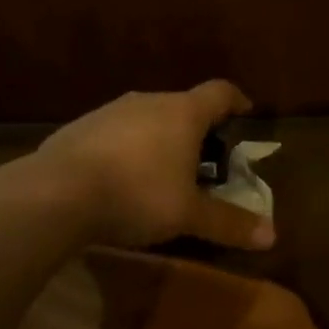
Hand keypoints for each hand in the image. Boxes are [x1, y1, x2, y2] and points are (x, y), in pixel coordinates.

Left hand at [36, 81, 274, 251]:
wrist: (56, 193)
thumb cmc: (137, 195)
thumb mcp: (188, 215)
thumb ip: (228, 222)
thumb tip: (271, 236)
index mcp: (183, 113)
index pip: (220, 92)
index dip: (236, 100)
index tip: (245, 112)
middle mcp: (149, 102)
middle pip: (182, 105)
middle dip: (196, 129)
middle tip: (204, 158)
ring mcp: (110, 111)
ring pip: (146, 118)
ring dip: (158, 138)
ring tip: (160, 171)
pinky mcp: (79, 127)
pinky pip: (114, 133)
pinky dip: (126, 149)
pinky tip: (118, 178)